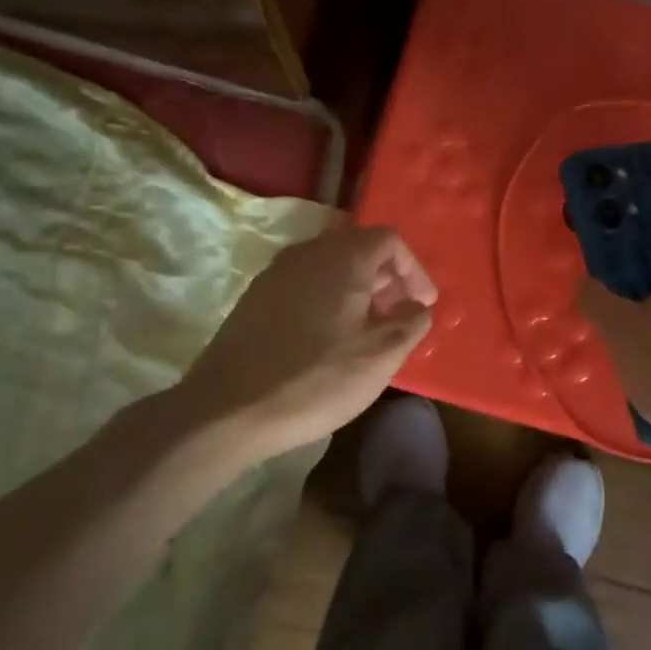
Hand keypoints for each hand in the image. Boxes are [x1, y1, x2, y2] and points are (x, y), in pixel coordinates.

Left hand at [181, 225, 436, 462]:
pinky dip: (328, 299)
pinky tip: (330, 338)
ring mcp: (275, 274)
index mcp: (342, 258)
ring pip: (329, 266)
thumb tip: (416, 307)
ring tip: (368, 328)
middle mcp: (307, 253)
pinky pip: (305, 284)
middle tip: (399, 315)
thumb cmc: (316, 379)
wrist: (227, 409)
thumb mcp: (380, 356)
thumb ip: (410, 324)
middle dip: (386, 278)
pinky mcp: (255, 298)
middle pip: (357, 247)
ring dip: (357, 289)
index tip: (423, 305)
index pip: (389, 240)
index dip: (414, 270)